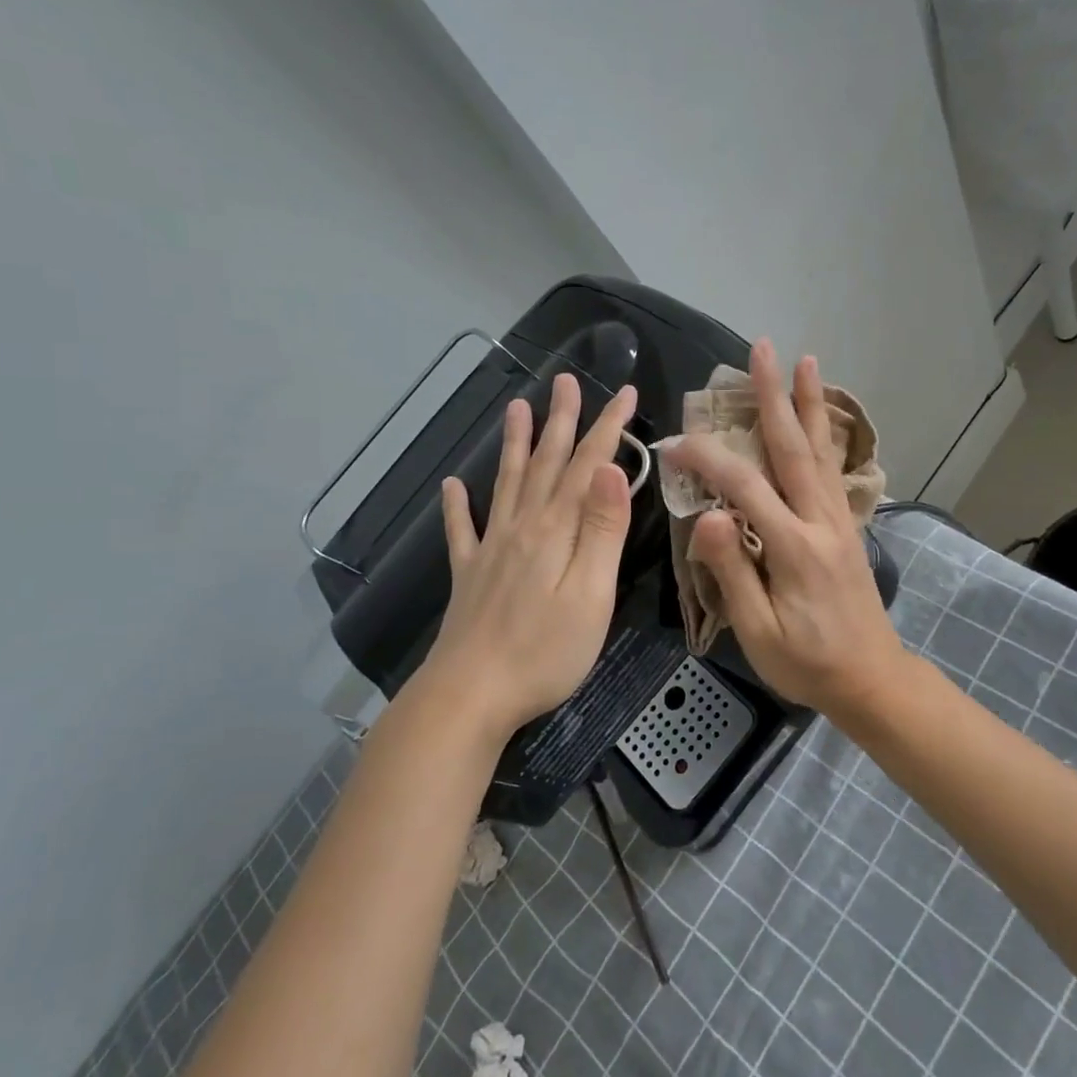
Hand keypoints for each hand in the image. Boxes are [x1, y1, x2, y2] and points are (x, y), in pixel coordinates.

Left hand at [422, 374, 637, 740]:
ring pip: (507, 484)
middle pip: (546, 464)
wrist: (471, 694)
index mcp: (557, 530)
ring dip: (515, 445)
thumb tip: (611, 468)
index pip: (589, 466)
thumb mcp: (591, 592)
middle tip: (565, 381)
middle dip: (561, 420)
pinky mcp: (469, 575)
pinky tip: (451, 486)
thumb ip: (602, 529)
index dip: (608, 428)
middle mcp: (522, 527)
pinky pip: (460, 530)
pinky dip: (456, 506)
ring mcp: (491, 549)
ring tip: (516, 408)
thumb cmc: (545, 651)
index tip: (625, 392)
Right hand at [662, 341, 908, 714]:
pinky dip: (824, 435)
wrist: (872, 679)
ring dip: (809, 403)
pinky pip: (832, 469)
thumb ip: (733, 571)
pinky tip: (819, 417)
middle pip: (794, 448)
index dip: (706, 459)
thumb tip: (709, 514)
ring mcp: (839, 520)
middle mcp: (821, 521)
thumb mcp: (759, 631)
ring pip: (820, 451)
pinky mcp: (846, 526)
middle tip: (763, 349)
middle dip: (775, 396)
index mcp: (795, 547)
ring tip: (805, 361)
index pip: (744, 487)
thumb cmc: (807, 663)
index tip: (673, 444)